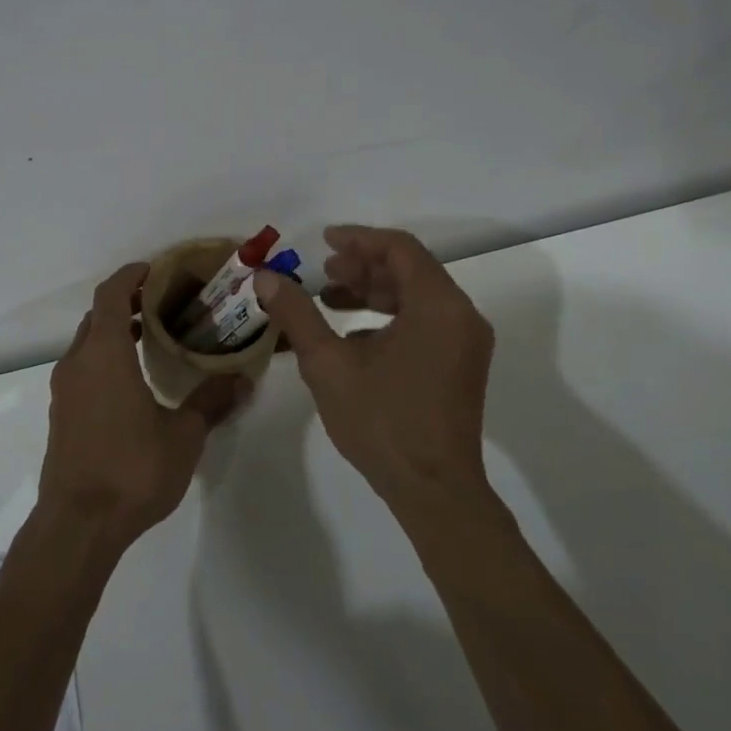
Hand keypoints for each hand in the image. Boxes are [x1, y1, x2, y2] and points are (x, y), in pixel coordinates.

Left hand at [39, 262, 250, 553]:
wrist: (78, 524)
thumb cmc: (132, 470)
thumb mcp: (183, 435)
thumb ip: (211, 401)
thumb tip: (242, 378)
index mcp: (105, 354)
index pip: (111, 295)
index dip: (130, 276)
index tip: (154, 269)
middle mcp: (78, 363)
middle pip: (97, 316)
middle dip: (126, 302)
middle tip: (162, 303)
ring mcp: (64, 389)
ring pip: (88, 343)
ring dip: (115, 331)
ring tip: (152, 337)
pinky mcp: (61, 413)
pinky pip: (82, 368)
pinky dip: (105, 357)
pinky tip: (132, 380)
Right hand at [254, 225, 495, 516]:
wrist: (433, 491)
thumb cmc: (382, 421)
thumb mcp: (328, 364)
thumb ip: (297, 314)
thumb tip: (265, 278)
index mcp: (438, 306)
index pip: (399, 249)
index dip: (358, 239)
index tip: (323, 242)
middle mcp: (460, 316)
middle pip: (410, 269)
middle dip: (362, 266)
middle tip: (322, 272)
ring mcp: (465, 343)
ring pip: (417, 296)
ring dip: (373, 291)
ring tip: (330, 299)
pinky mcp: (460, 365)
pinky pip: (425, 321)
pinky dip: (389, 316)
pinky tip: (353, 337)